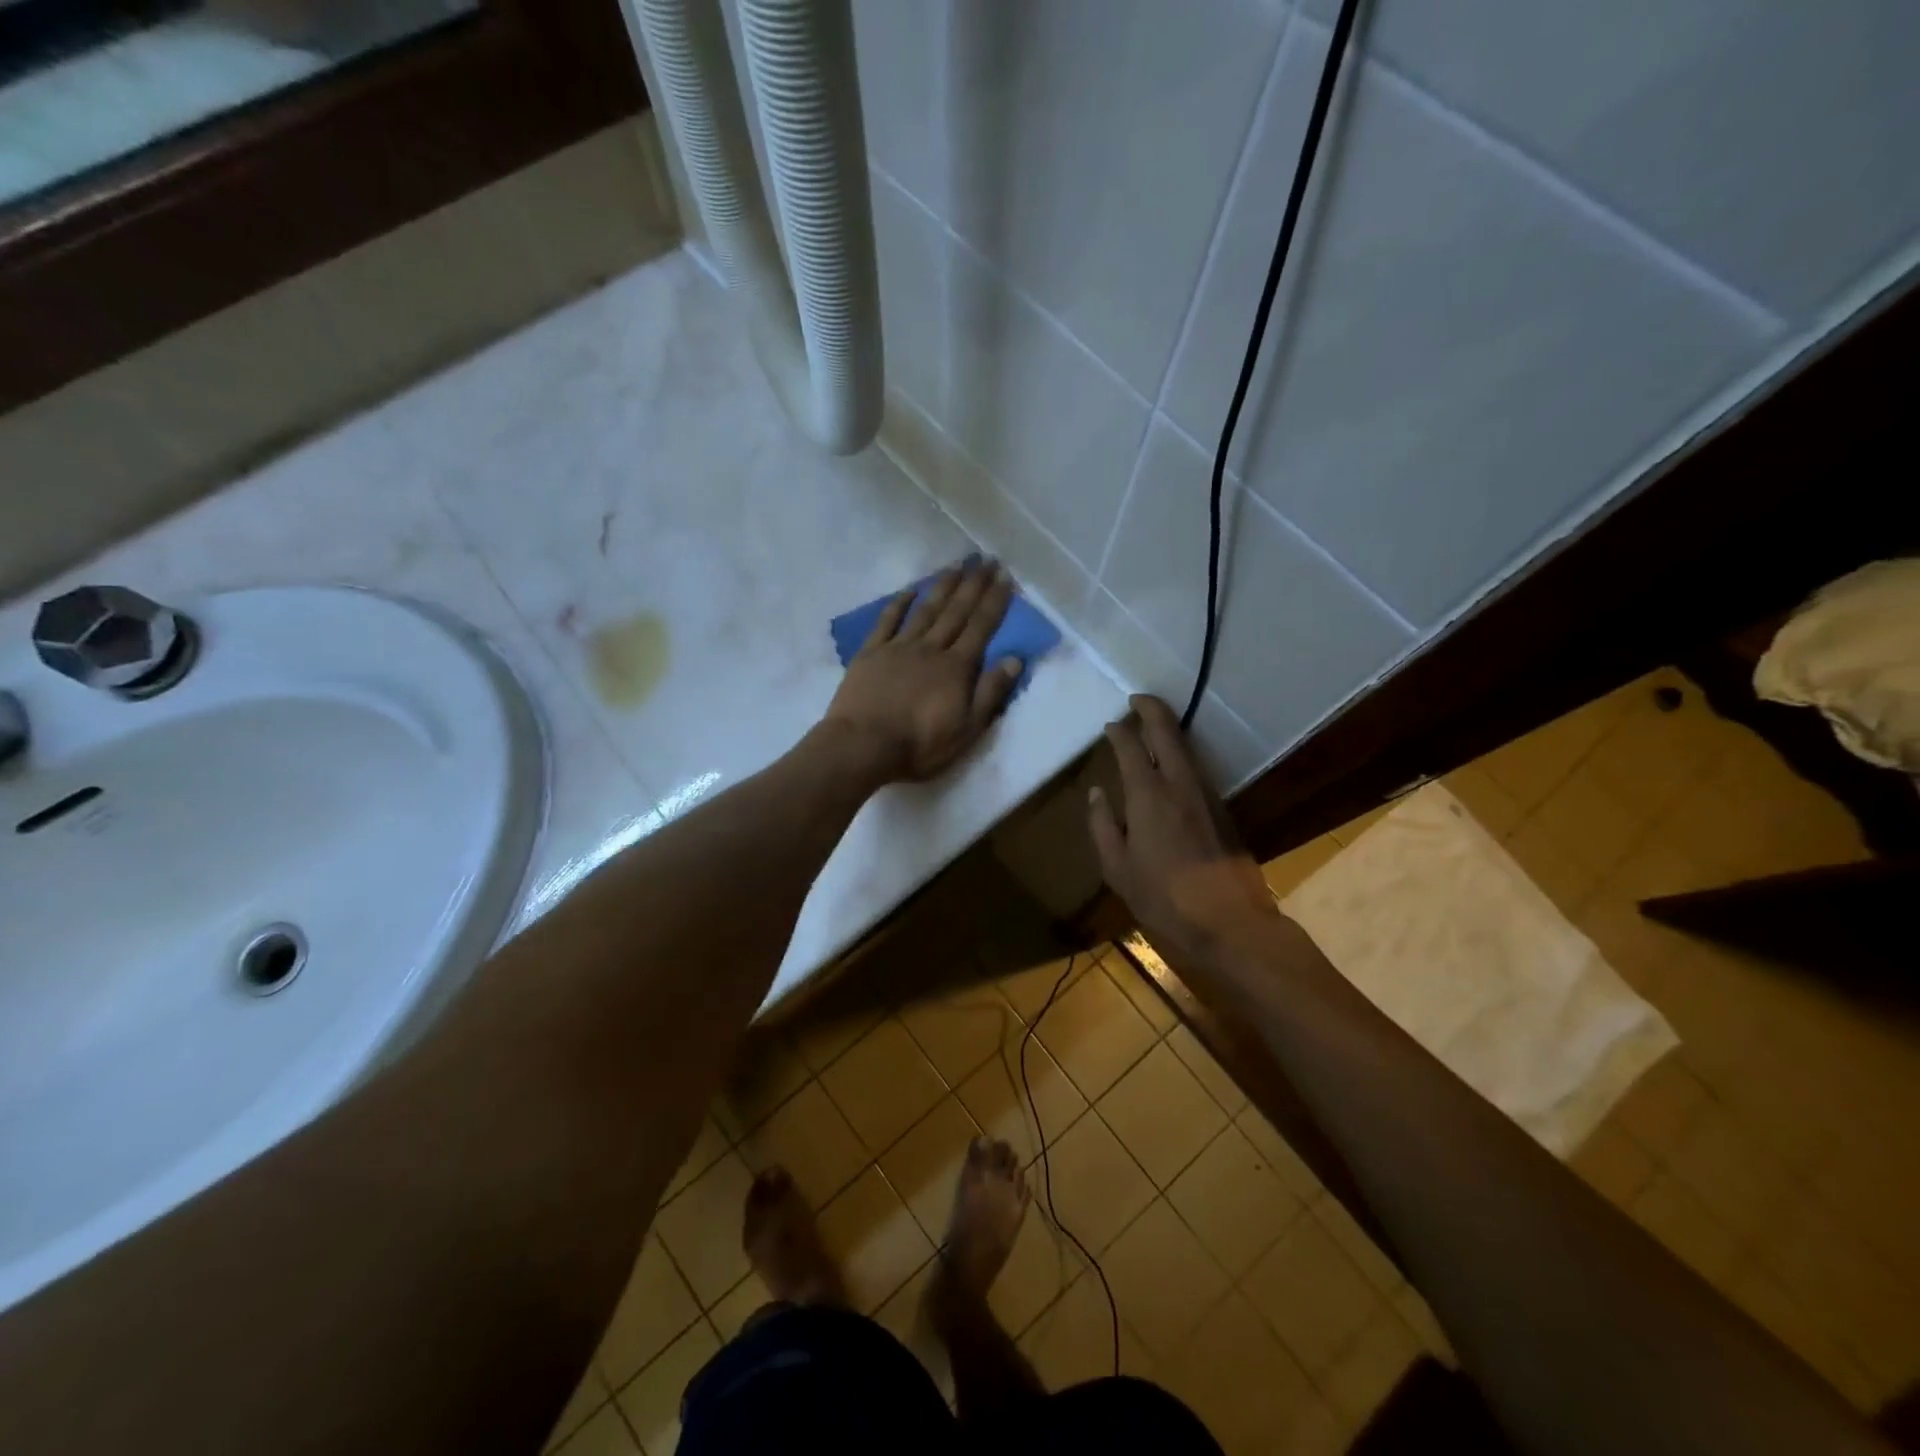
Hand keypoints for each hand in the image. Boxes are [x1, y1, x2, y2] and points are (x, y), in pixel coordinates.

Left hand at [823, 558, 1023, 784]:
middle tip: (986, 559)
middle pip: (956, 611)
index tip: (1005, 576)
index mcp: (956, 668)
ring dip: (943, 586)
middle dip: (973, 585)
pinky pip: (888, 621)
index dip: (994, 601)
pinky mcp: (871, 653)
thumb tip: (1015, 659)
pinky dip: (900, 603)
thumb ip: (990, 693)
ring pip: (926, 610)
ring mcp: (899, 647)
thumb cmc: (919, 744)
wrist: (863, 745)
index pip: (981, 627)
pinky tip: (910, 589)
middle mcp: (931, 648)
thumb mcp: (967, 729)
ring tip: (957, 565)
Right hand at [1087, 695, 1283, 969]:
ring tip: (1151, 726)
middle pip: (1167, 732)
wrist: (1230, 922)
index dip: (1119, 731)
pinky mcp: (1222, 810)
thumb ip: (1102, 826)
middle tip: (1136, 699)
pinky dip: (1180, 755)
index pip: (1131, 747)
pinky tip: (1171, 765)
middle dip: (1151, 709)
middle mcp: (1179, 784)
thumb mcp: (1118, 868)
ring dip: (1168, 730)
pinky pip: (1196, 769)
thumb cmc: (1164, 898)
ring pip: (1186, 748)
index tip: (1110, 724)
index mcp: (1148, 795)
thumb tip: (1096, 793)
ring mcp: (1206, 794)